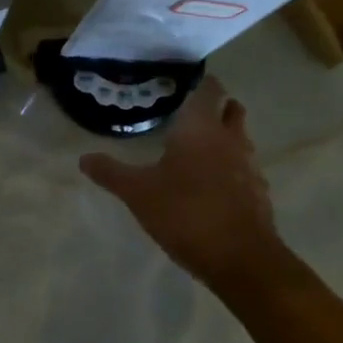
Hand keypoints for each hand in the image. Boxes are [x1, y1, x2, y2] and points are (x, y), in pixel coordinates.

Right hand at [79, 76, 283, 286]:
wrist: (240, 258)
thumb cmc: (185, 213)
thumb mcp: (138, 193)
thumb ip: (111, 173)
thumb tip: (83, 158)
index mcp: (201, 128)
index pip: (210, 90)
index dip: (201, 84)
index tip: (184, 85)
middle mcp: (230, 139)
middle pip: (231, 110)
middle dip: (216, 108)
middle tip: (189, 115)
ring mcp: (250, 166)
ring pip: (240, 139)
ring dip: (224, 138)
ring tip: (197, 149)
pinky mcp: (258, 193)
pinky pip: (244, 169)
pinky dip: (231, 168)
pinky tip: (212, 185)